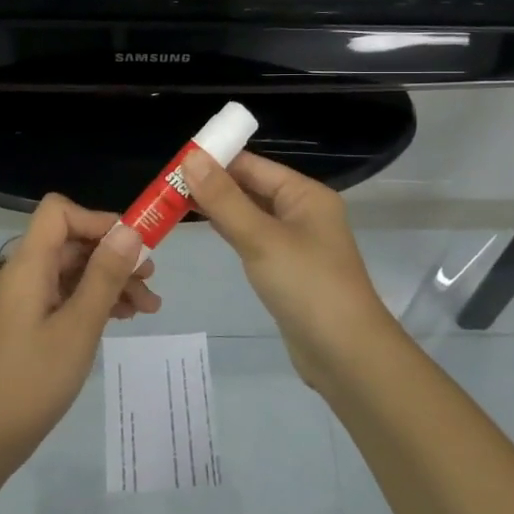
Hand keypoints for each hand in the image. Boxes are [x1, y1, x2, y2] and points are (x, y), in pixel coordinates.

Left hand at [0, 194, 157, 464]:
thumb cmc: (33, 380)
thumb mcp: (79, 326)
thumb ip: (105, 275)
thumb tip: (130, 230)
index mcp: (28, 265)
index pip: (59, 213)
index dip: (97, 220)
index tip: (133, 245)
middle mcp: (22, 273)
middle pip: (72, 242)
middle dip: (114, 256)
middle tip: (151, 280)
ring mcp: (24, 298)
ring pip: (73, 271)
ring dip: (110, 281)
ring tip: (149, 307)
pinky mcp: (27, 321)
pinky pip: (64, 295)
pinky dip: (93, 300)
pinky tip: (123, 318)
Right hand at [180, 150, 402, 390]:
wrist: (346, 355)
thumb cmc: (307, 286)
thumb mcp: (261, 238)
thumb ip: (224, 199)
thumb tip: (191, 158)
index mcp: (305, 195)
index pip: (253, 165)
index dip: (216, 160)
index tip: (175, 162)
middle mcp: (303, 212)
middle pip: (252, 187)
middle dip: (213, 184)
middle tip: (166, 184)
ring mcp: (296, 242)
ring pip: (251, 214)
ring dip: (219, 207)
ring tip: (175, 202)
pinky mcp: (287, 269)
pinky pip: (254, 239)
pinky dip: (231, 231)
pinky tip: (206, 229)